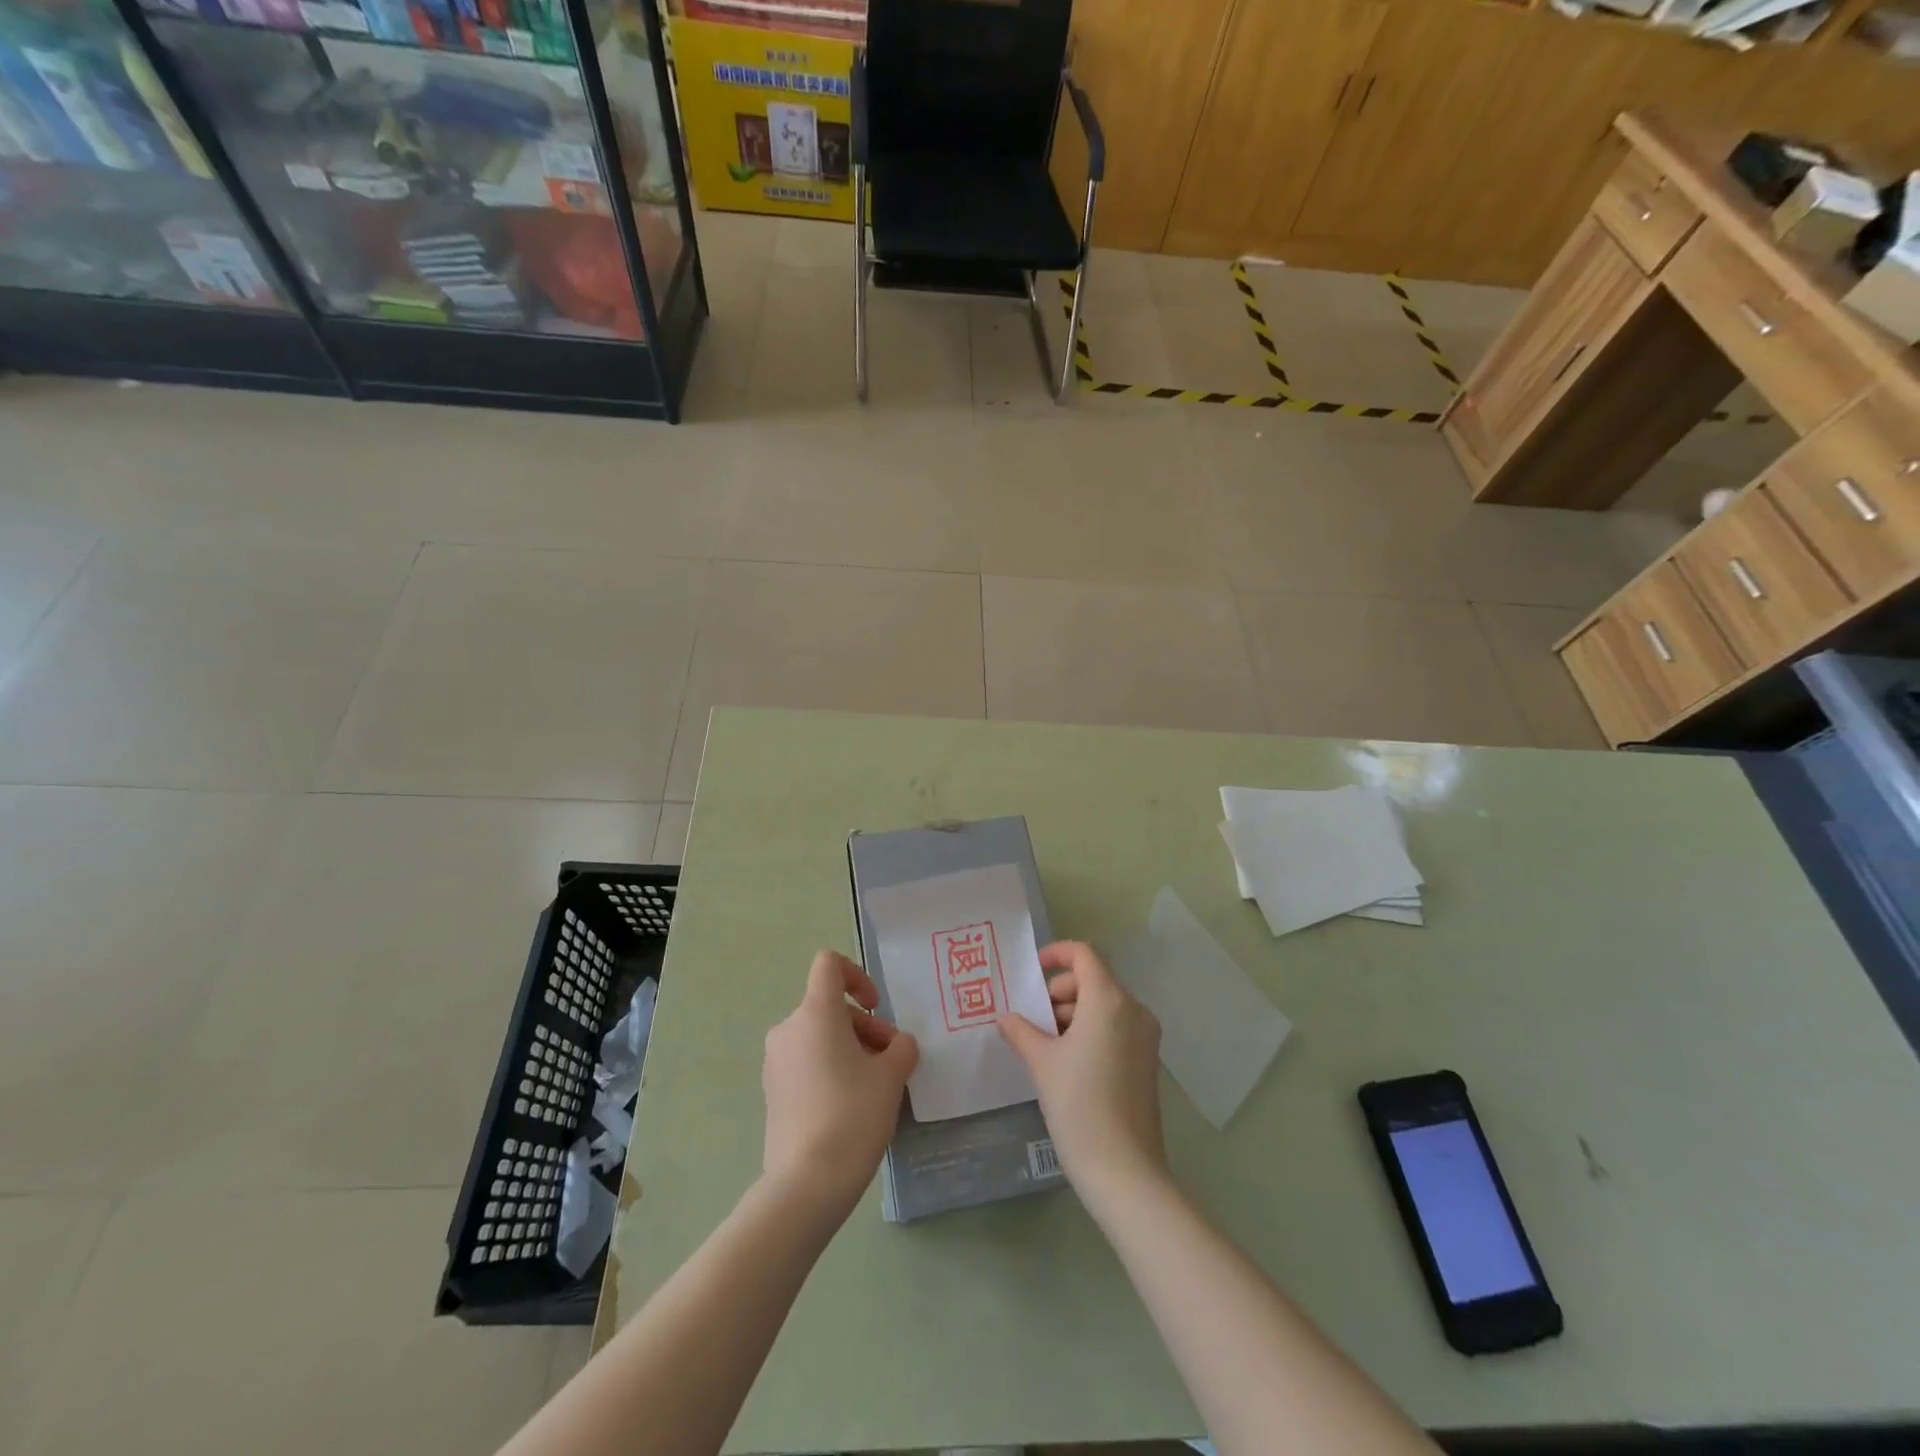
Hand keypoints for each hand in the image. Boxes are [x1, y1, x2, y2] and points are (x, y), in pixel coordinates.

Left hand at [762, 950, 918, 1219]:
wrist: (807, 1183)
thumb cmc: (853, 1114)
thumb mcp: (892, 1076)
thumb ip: (901, 1048)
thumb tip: (898, 1046)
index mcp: (815, 1012)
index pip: (829, 965)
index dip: (857, 975)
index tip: (876, 1008)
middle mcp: (789, 1029)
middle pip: (830, 1007)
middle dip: (865, 1027)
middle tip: (890, 1061)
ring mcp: (775, 1062)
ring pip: (819, 1036)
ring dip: (850, 1049)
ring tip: (875, 1087)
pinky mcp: (772, 1092)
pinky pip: (806, 1063)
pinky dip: (830, 1070)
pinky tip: (850, 1107)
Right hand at [997, 941, 1166, 1200]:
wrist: (1124, 1170)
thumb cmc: (1078, 1105)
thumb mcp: (1041, 1063)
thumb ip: (1021, 1031)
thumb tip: (1006, 1018)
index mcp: (1109, 1000)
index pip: (1084, 954)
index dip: (1056, 954)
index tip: (1031, 972)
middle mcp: (1133, 1009)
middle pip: (1094, 979)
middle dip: (1060, 991)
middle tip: (1033, 1017)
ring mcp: (1145, 1036)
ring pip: (1104, 1005)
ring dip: (1073, 1013)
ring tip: (1043, 1043)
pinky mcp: (1147, 1061)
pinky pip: (1116, 1027)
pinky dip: (1090, 1030)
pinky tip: (1066, 1060)